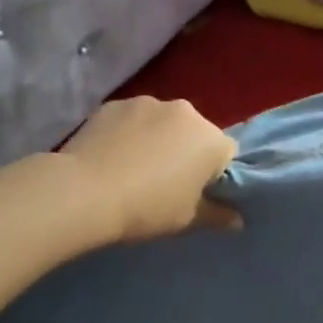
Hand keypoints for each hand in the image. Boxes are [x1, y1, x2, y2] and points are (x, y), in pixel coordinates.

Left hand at [59, 96, 240, 242]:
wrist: (84, 193)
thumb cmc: (147, 208)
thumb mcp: (188, 219)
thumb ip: (218, 216)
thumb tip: (238, 220)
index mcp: (211, 138)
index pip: (226, 154)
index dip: (214, 176)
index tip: (195, 194)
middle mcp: (185, 111)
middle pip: (195, 133)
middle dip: (186, 152)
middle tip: (164, 182)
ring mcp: (147, 103)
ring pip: (163, 123)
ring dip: (157, 139)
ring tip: (134, 168)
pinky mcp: (114, 104)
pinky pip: (132, 120)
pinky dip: (128, 133)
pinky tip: (112, 157)